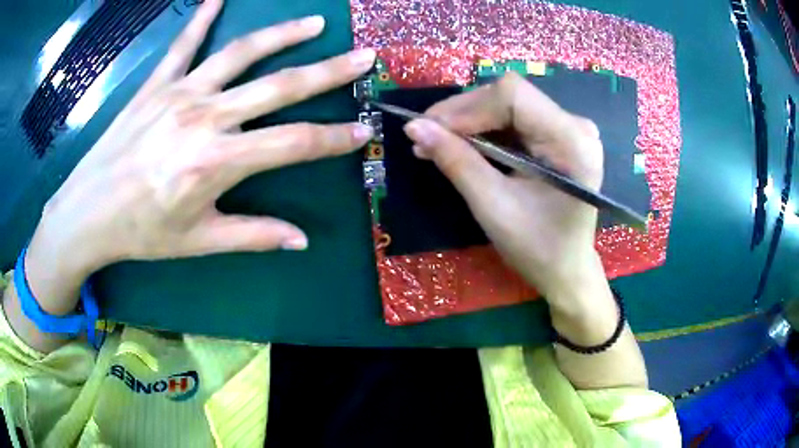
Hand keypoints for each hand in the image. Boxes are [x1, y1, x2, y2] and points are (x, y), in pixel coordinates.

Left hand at [23, 0, 375, 313]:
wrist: (88, 214)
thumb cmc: (142, 232)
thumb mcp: (199, 241)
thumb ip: (253, 235)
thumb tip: (301, 240)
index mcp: (217, 162)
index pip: (294, 144)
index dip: (334, 138)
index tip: (364, 130)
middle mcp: (205, 118)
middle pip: (279, 86)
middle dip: (329, 71)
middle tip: (363, 57)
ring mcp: (179, 94)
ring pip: (240, 53)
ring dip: (283, 34)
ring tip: (316, 23)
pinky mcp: (155, 85)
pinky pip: (183, 44)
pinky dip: (201, 17)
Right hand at [404, 73, 647, 389]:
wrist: (565, 270)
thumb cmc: (537, 248)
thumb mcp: (493, 206)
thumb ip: (456, 161)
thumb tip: (414, 126)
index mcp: (572, 141)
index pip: (513, 96)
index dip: (467, 107)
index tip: (429, 129)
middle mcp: (575, 125)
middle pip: (509, 97)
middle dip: (463, 114)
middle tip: (423, 135)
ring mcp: (568, 129)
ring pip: (507, 106)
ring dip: (468, 122)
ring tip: (434, 143)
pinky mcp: (557, 137)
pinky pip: (513, 121)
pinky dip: (482, 131)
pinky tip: (459, 145)